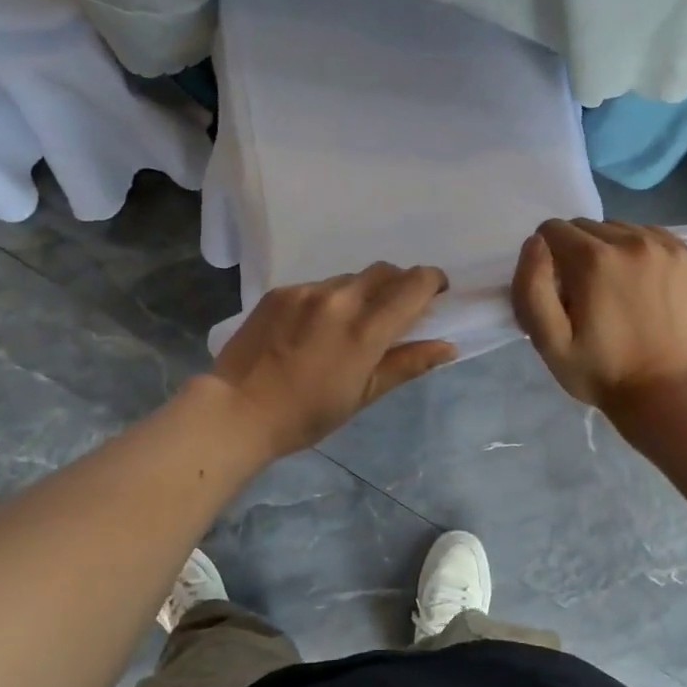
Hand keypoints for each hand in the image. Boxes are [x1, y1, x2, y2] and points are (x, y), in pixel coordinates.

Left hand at [209, 264, 455, 457]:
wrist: (237, 410)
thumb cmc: (307, 415)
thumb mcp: (363, 395)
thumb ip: (407, 364)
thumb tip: (448, 346)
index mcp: (365, 330)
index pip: (414, 285)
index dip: (432, 282)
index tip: (436, 294)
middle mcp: (339, 299)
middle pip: (385, 271)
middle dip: (400, 283)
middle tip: (397, 310)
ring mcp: (306, 291)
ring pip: (350, 278)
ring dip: (362, 292)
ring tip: (349, 324)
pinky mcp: (280, 291)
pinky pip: (318, 285)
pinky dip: (329, 299)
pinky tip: (314, 327)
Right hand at [511, 219, 686, 411]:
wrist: (666, 392)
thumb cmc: (600, 371)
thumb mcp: (548, 341)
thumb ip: (531, 286)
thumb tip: (536, 242)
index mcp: (594, 260)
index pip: (552, 230)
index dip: (547, 260)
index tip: (560, 291)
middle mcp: (633, 241)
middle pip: (587, 226)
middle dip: (578, 253)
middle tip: (588, 294)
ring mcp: (670, 247)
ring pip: (622, 228)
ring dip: (612, 250)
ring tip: (619, 290)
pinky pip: (656, 237)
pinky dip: (644, 254)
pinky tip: (646, 286)